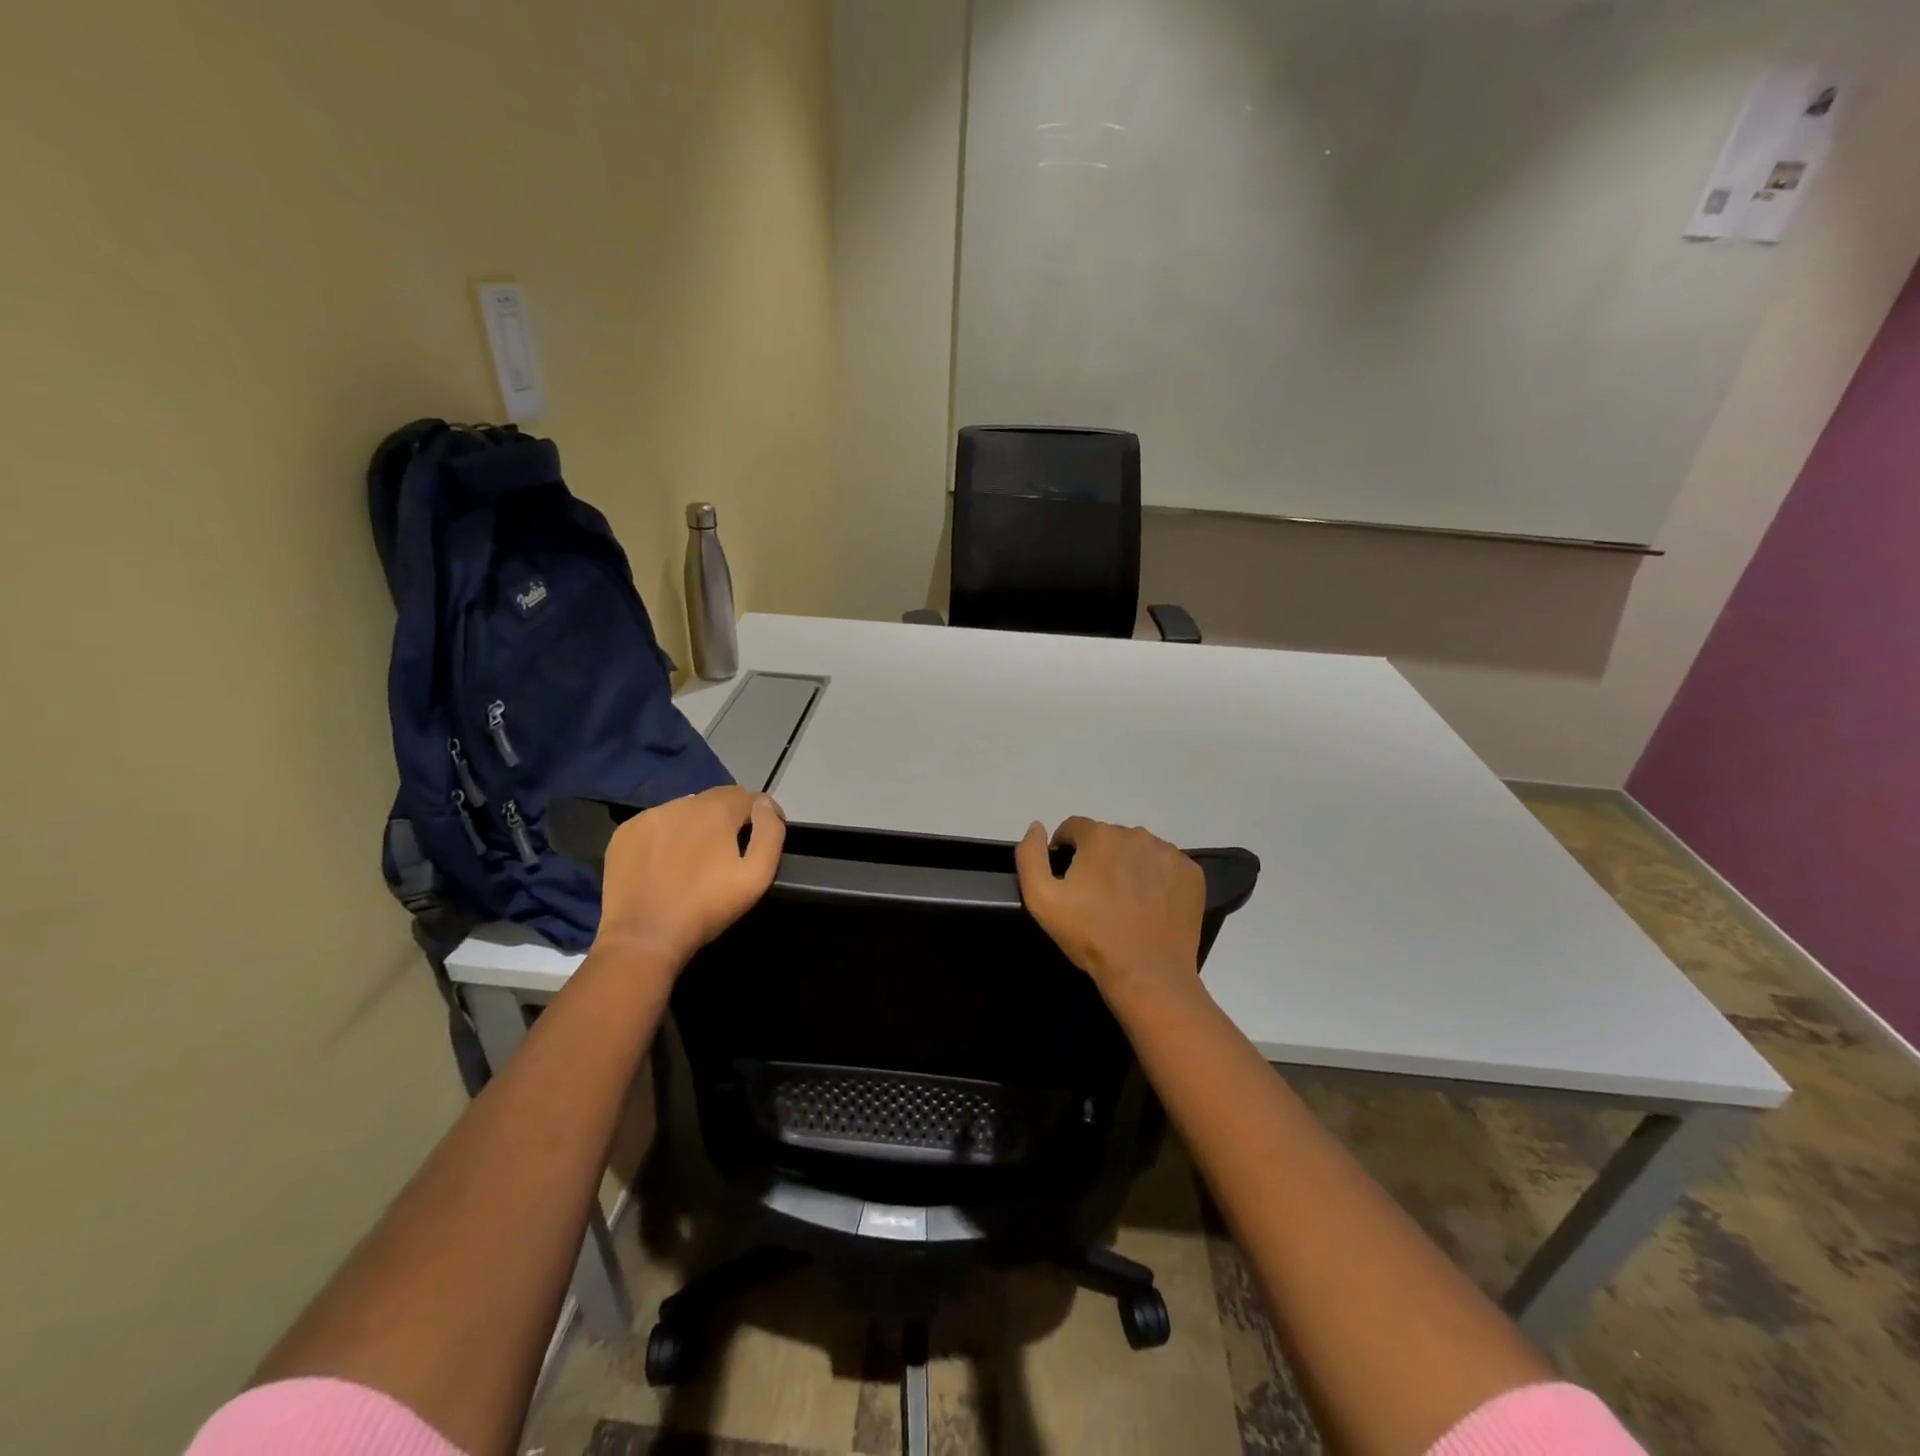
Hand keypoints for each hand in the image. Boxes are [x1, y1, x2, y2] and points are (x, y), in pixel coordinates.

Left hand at [592, 786, 785, 972]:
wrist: (644, 937)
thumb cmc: (707, 907)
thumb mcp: (757, 875)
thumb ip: (770, 833)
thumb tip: (763, 805)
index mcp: (716, 810)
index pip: (748, 796)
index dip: (763, 813)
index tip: (764, 835)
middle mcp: (682, 803)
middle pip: (715, 800)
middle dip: (729, 818)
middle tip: (730, 850)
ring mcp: (649, 816)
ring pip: (685, 810)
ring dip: (698, 825)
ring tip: (697, 856)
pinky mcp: (625, 833)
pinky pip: (657, 824)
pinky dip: (668, 835)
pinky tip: (667, 862)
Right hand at [1015, 816, 1204, 996]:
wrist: (1147, 974)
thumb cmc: (1091, 936)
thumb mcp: (1042, 899)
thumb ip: (1030, 855)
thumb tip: (1037, 827)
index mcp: (1100, 836)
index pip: (1074, 827)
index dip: (1065, 849)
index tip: (1067, 877)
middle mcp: (1137, 835)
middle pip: (1108, 837)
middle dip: (1098, 857)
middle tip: (1095, 895)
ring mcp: (1169, 853)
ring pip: (1138, 850)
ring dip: (1128, 865)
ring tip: (1124, 902)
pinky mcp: (1191, 873)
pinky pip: (1166, 866)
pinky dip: (1156, 878)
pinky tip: (1150, 906)